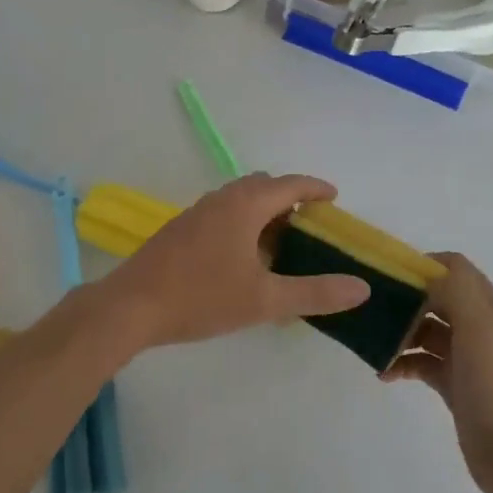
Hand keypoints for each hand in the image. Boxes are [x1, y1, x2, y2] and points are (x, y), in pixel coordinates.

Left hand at [98, 174, 370, 350]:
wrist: (130, 307)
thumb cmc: (201, 298)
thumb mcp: (264, 300)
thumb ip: (314, 293)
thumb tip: (361, 287)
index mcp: (244, 206)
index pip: (289, 185)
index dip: (315, 188)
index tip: (335, 198)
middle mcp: (220, 200)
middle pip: (262, 186)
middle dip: (289, 200)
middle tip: (309, 226)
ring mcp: (196, 213)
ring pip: (238, 200)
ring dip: (263, 212)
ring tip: (280, 244)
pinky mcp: (179, 230)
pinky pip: (221, 214)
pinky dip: (241, 223)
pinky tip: (241, 258)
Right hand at [382, 254, 492, 492]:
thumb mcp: (478, 325)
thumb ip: (453, 288)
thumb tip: (422, 277)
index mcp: (487, 306)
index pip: (453, 267)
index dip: (422, 265)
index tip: (388, 275)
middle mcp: (477, 325)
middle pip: (435, 297)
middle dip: (404, 299)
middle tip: (370, 308)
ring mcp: (465, 356)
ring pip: (424, 330)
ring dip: (398, 332)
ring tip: (373, 343)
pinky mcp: (453, 384)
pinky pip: (420, 362)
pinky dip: (401, 362)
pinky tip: (384, 373)